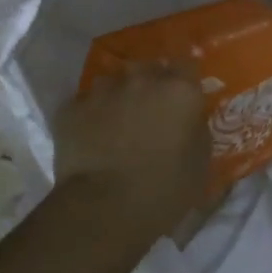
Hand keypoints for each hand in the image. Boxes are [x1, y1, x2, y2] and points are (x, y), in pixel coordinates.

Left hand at [55, 61, 210, 236]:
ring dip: (118, 97)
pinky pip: (84, 105)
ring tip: (117, 124)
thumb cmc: (165, 189)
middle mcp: (142, 79)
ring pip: (113, 83)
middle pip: (148, 68)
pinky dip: (90, 116)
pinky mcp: (71, 108)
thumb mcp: (200, 162)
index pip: (187, 64)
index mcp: (180, 90)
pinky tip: (91, 138)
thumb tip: (188, 122)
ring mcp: (102, 91)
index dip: (185, 80)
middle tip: (151, 111)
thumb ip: (196, 130)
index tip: (184, 97)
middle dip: (150, 84)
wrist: (104, 208)